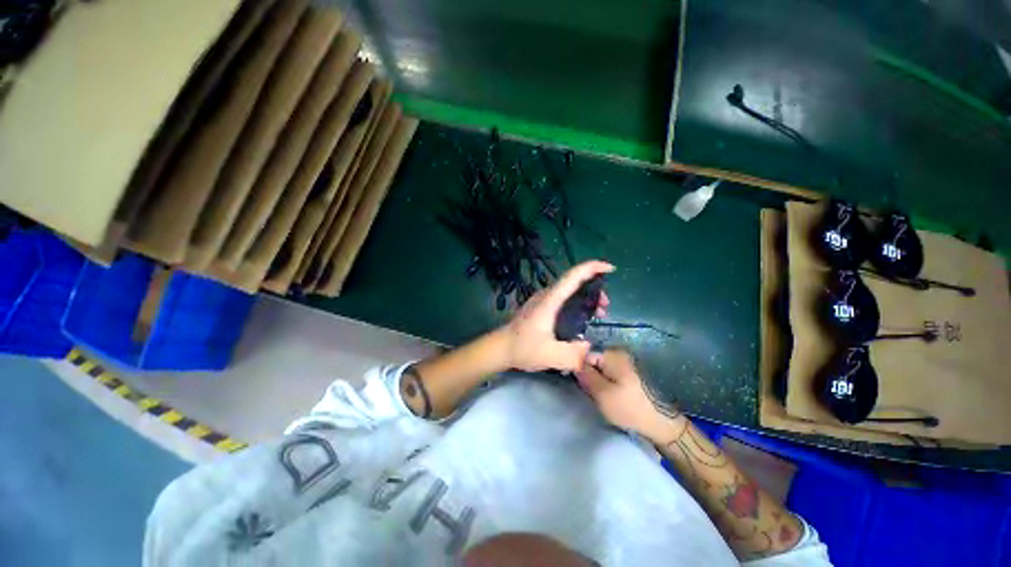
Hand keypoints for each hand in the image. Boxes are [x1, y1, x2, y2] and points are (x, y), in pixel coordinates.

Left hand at [499, 260, 613, 372]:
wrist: (500, 348)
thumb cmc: (523, 348)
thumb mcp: (551, 357)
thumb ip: (575, 355)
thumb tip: (589, 346)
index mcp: (550, 301)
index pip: (573, 276)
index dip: (592, 268)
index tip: (610, 268)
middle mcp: (546, 295)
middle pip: (573, 282)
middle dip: (594, 288)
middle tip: (605, 307)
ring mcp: (542, 300)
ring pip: (568, 290)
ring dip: (586, 297)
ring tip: (598, 313)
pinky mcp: (540, 306)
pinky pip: (563, 298)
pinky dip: (576, 302)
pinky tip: (581, 318)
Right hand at [575, 349, 683, 440]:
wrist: (660, 423)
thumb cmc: (629, 407)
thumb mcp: (601, 392)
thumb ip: (585, 375)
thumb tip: (573, 363)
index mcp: (612, 355)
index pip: (585, 355)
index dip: (579, 369)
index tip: (579, 385)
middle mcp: (619, 354)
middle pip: (593, 362)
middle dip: (589, 376)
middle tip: (591, 393)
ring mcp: (626, 364)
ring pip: (602, 370)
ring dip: (598, 382)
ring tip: (600, 397)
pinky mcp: (631, 375)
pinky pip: (611, 375)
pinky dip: (607, 385)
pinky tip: (610, 397)